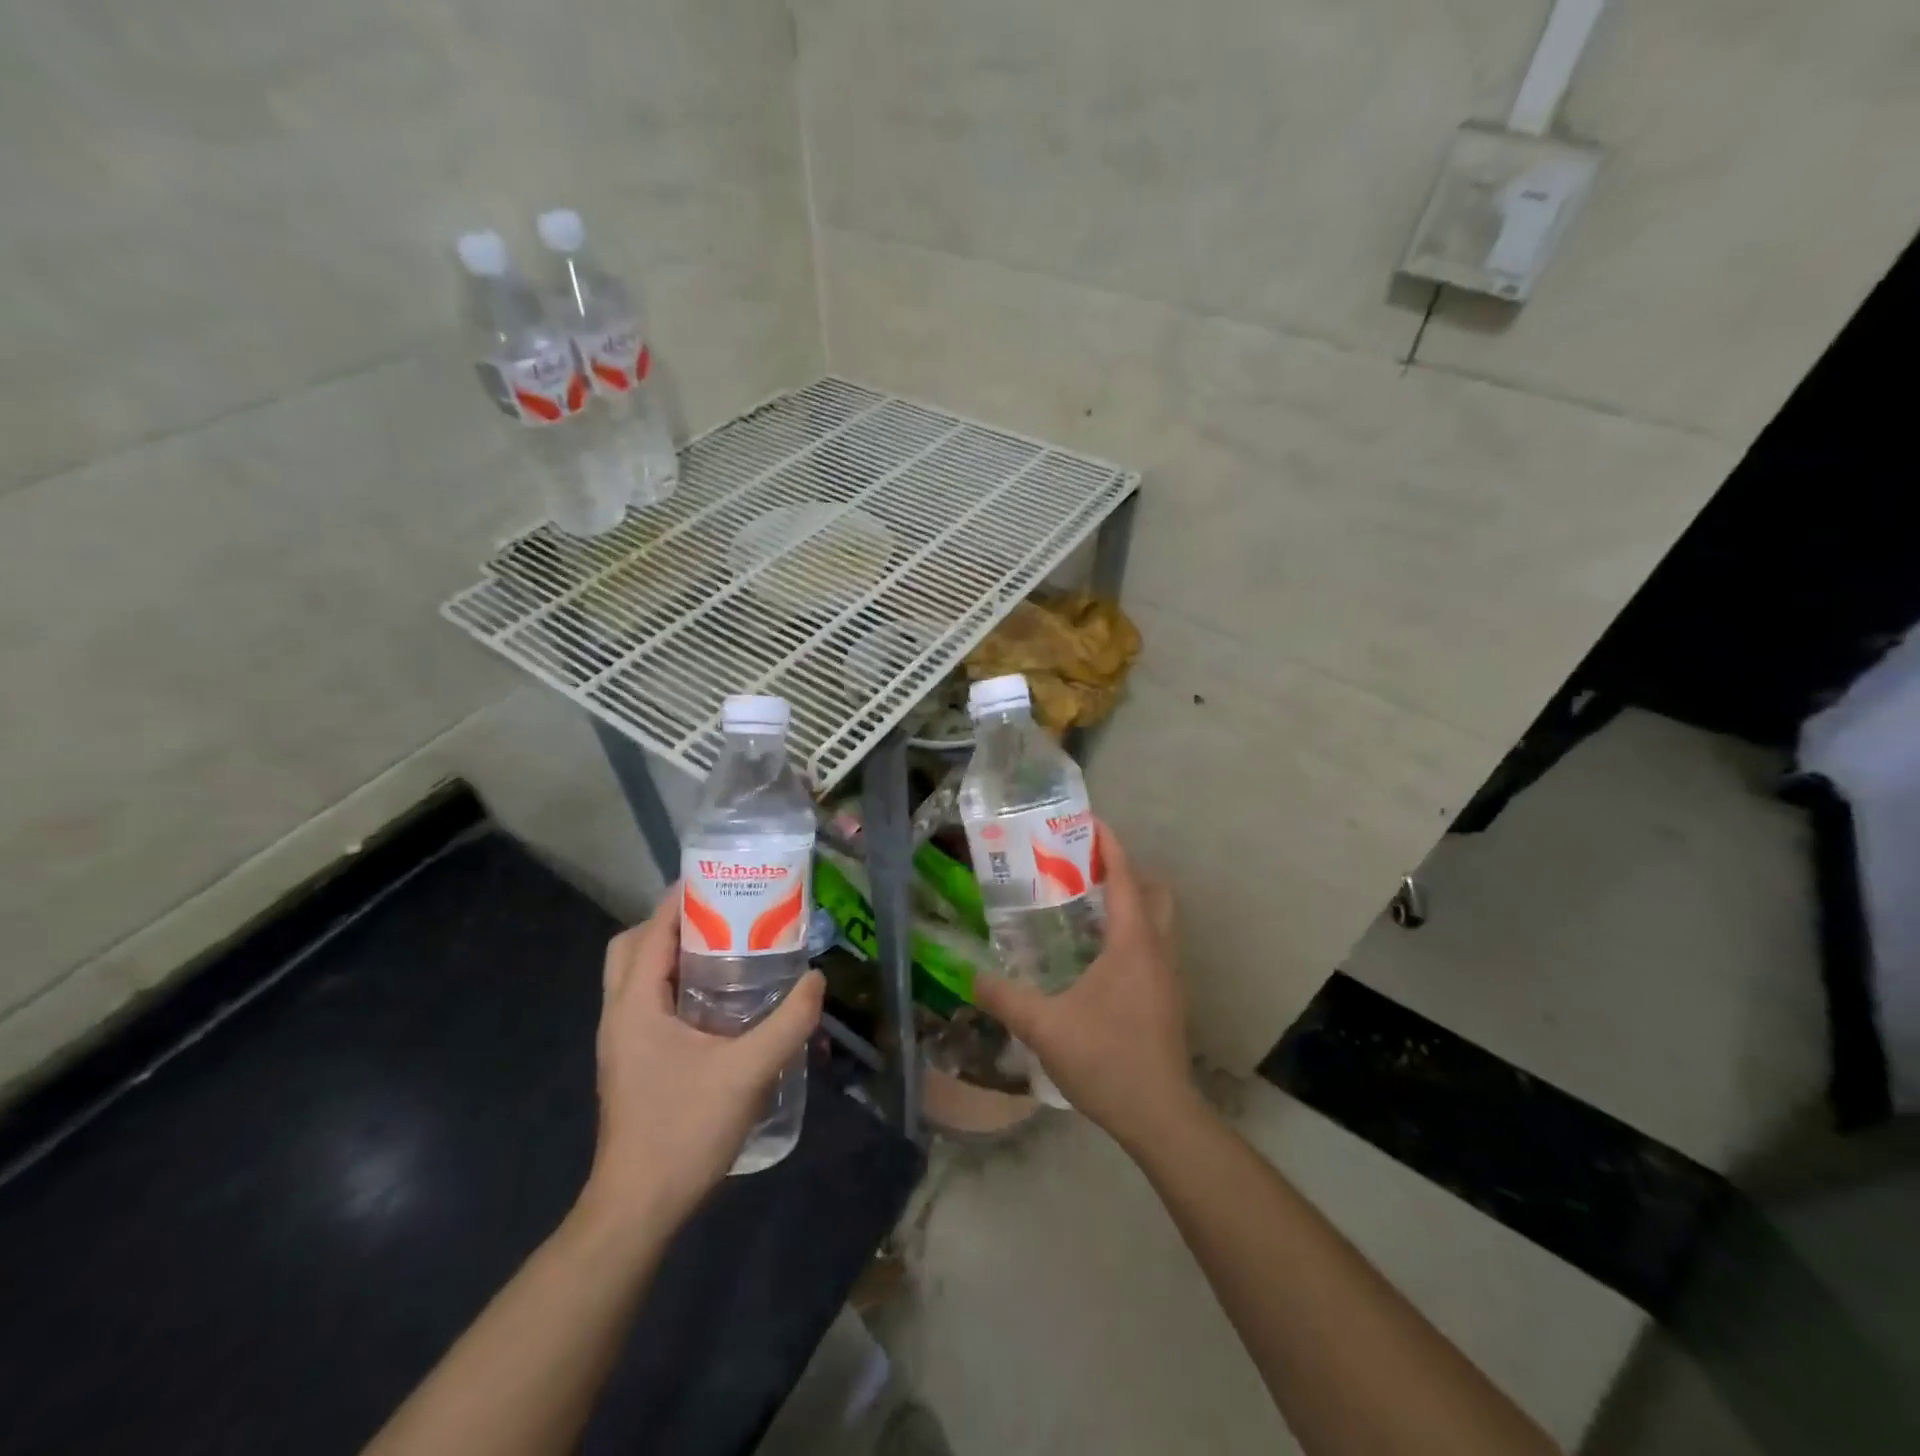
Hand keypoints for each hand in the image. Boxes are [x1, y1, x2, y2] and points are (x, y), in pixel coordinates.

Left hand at [577, 888, 823, 1232]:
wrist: (638, 1207)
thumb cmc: (683, 1131)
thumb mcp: (747, 1072)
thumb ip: (787, 1023)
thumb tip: (817, 980)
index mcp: (635, 1004)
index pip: (652, 931)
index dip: (682, 899)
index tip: (722, 880)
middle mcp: (619, 1013)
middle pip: (633, 946)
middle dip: (672, 922)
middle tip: (721, 916)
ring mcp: (622, 1039)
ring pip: (637, 975)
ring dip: (672, 953)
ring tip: (724, 949)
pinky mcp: (632, 1060)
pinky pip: (647, 1001)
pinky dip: (674, 984)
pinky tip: (717, 1000)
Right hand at [973, 821, 1198, 1150]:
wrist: (1160, 1116)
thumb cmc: (1106, 1059)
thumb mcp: (1044, 1026)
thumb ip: (1004, 997)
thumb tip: (970, 975)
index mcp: (1132, 943)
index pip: (1125, 876)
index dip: (1109, 844)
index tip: (1089, 822)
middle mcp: (1157, 950)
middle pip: (1152, 891)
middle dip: (1123, 870)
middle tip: (1083, 869)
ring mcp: (1168, 975)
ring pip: (1157, 919)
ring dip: (1130, 902)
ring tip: (1084, 907)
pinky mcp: (1168, 998)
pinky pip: (1153, 945)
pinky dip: (1131, 932)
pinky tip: (1096, 957)